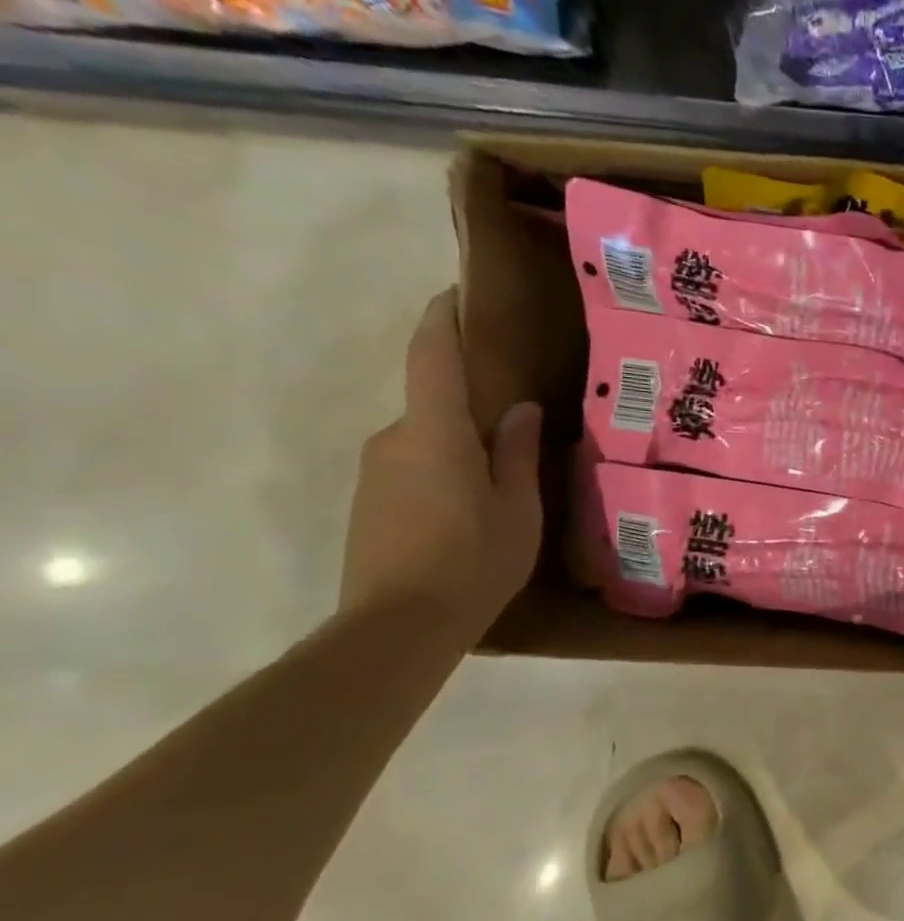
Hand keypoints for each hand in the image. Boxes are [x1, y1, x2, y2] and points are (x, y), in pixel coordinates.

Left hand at [339, 290, 542, 640]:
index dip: (443, 319)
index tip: (456, 293)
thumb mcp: (517, 508)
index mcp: (435, 432)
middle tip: (517, 428)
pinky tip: (470, 513)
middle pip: (433, 404)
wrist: (397, 626)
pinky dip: (443, 475)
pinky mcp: (368, 503)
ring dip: (460, 449)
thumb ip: (516, 452)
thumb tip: (518, 408)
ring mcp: (375, 472)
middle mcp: (394, 439)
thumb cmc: (473, 561)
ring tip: (501, 483)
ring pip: (425, 442)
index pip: (432, 356)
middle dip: (471, 407)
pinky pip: (413, 469)